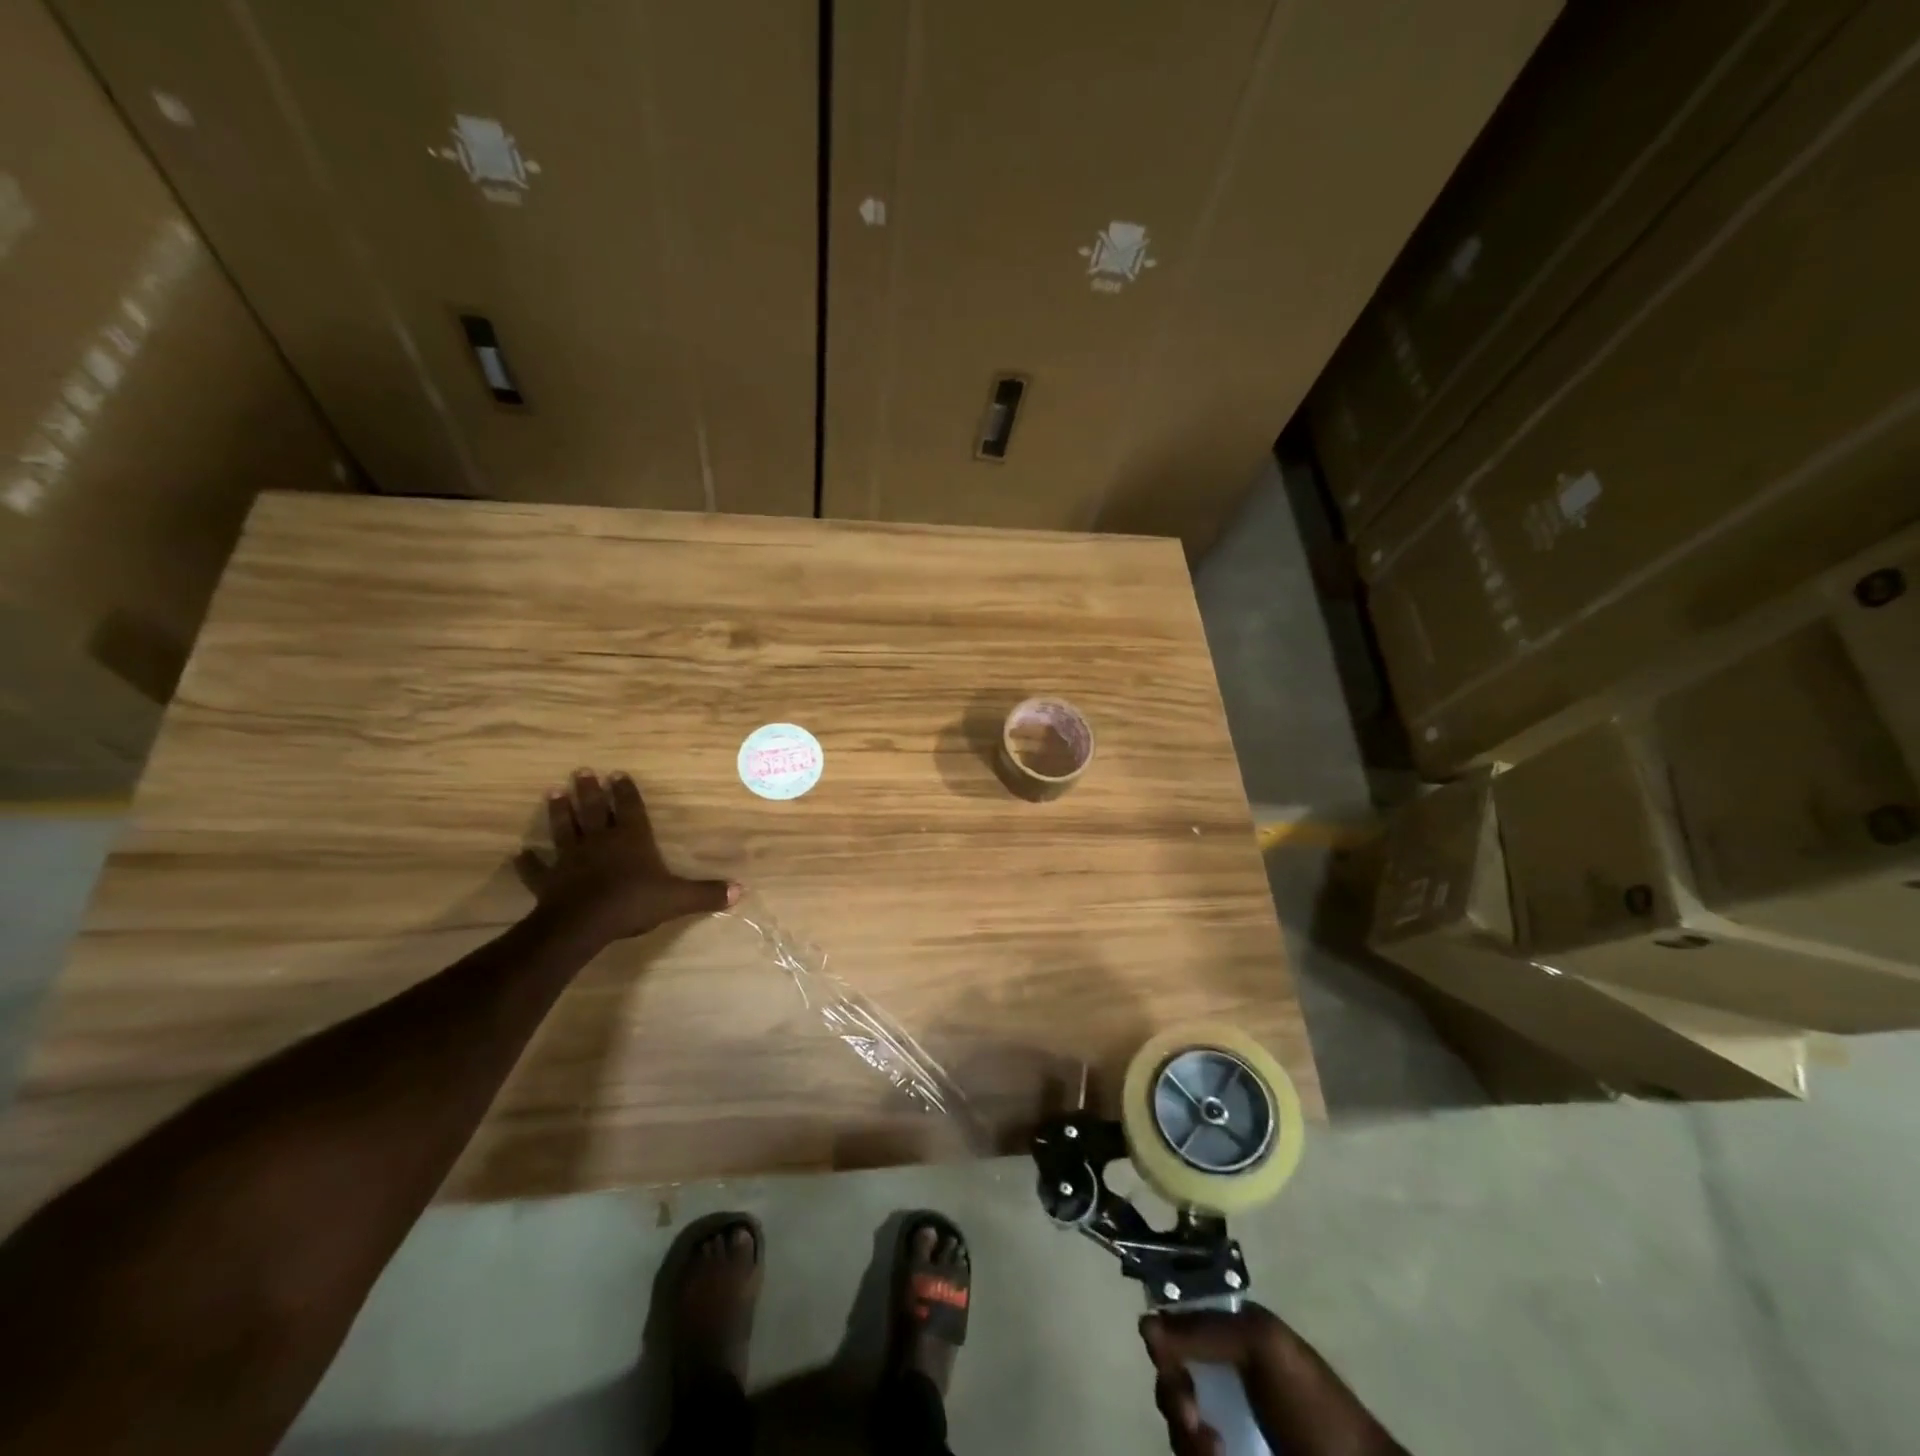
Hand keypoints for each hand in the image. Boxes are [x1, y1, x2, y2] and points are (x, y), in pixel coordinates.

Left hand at [517, 769, 739, 946]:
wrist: (583, 923)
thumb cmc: (633, 903)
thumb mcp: (677, 898)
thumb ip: (706, 893)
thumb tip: (740, 891)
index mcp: (631, 839)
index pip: (629, 808)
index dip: (625, 791)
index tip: (618, 774)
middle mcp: (600, 841)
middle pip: (593, 810)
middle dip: (589, 790)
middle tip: (581, 770)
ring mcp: (571, 859)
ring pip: (564, 829)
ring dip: (558, 812)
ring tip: (553, 792)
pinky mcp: (548, 880)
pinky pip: (536, 869)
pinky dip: (528, 862)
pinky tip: (519, 854)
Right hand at [1142, 1305, 1403, 1455]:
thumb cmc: (1315, 1407)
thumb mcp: (1264, 1346)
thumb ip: (1204, 1329)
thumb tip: (1144, 1324)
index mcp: (1231, 1339)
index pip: (1176, 1325)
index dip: (1162, 1337)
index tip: (1163, 1355)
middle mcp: (1223, 1380)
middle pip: (1169, 1377)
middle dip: (1171, 1393)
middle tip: (1190, 1415)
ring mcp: (1227, 1430)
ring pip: (1177, 1426)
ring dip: (1185, 1436)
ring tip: (1213, 1451)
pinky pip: (1192, 1453)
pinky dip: (1195, 1455)